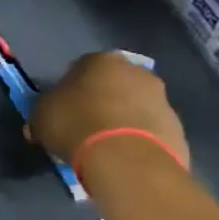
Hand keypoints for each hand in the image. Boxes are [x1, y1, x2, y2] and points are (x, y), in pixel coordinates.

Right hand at [30, 51, 189, 168]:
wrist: (128, 160)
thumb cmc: (77, 125)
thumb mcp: (41, 117)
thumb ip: (43, 113)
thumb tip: (41, 124)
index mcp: (101, 60)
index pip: (81, 67)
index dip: (69, 87)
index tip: (62, 107)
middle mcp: (137, 72)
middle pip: (114, 84)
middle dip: (101, 100)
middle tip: (84, 124)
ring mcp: (162, 100)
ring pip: (135, 107)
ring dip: (122, 120)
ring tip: (104, 146)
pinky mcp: (177, 129)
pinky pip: (150, 131)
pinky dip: (138, 140)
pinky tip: (123, 157)